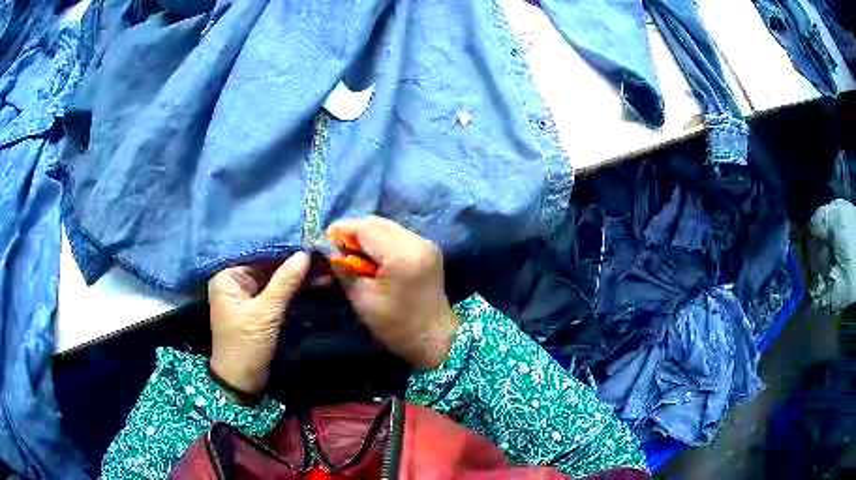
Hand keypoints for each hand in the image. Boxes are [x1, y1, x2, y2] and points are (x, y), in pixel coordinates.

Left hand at [208, 253, 309, 396]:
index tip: (309, 241)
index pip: (258, 256)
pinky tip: (314, 282)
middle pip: (267, 268)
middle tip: (321, 254)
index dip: (283, 250)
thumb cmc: (245, 345)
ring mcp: (249, 297)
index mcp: (228, 277)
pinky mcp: (260, 311)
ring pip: (275, 281)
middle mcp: (236, 283)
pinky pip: (278, 294)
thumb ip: (284, 283)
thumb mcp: (265, 314)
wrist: (241, 382)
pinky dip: (293, 290)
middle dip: (293, 263)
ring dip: (297, 276)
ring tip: (324, 266)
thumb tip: (305, 253)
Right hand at [328, 216, 460, 370]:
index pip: (365, 228)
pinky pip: (398, 236)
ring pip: (387, 227)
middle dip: (353, 233)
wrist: (433, 338)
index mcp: (401, 255)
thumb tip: (329, 249)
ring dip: (367, 236)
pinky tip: (373, 258)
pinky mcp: (428, 249)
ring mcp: (425, 243)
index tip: (324, 239)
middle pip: (376, 223)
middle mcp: (416, 241)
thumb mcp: (362, 299)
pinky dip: (382, 242)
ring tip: (353, 255)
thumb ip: (344, 269)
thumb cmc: (396, 325)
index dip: (341, 230)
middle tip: (337, 250)